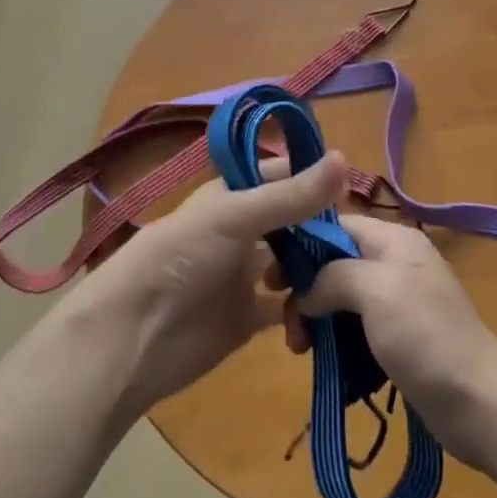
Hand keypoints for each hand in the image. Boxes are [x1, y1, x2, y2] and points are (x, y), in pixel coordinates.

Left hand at [75, 152, 348, 414]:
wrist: (132, 338)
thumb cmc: (179, 260)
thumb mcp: (234, 218)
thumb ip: (290, 196)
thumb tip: (346, 159)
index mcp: (231, 197)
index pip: (279, 176)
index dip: (312, 178)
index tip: (353, 187)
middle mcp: (241, 231)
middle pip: (292, 221)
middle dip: (323, 226)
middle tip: (364, 238)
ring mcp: (245, 275)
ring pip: (294, 263)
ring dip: (319, 267)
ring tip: (352, 274)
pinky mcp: (249, 317)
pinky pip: (288, 307)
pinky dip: (307, 309)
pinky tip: (328, 312)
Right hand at [282, 216, 496, 469]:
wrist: (479, 403)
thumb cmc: (426, 336)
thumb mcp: (377, 290)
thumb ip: (334, 276)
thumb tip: (308, 292)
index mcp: (395, 241)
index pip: (337, 225)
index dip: (302, 244)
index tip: (272, 277)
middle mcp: (395, 263)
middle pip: (335, 263)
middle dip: (307, 290)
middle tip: (289, 326)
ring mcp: (398, 302)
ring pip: (341, 299)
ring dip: (317, 321)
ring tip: (301, 350)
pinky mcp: (398, 338)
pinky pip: (354, 329)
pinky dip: (336, 342)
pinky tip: (324, 361)